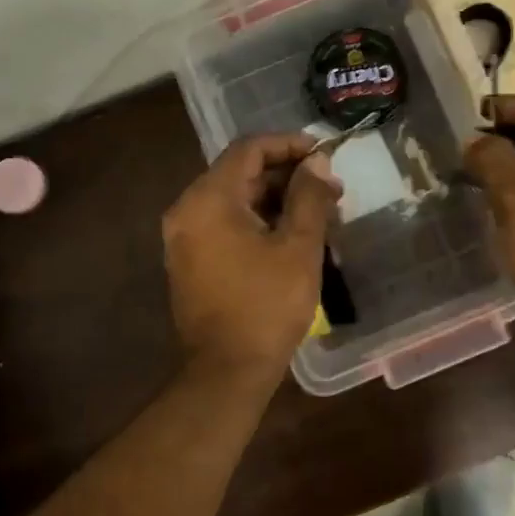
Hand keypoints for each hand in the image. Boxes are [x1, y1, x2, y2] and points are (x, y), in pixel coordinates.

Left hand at [162, 134, 342, 388]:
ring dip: (275, 200)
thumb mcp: (298, 247)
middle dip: (287, 176)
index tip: (324, 153)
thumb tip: (318, 162)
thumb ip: (309, 196)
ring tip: (319, 213)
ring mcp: (184, 238)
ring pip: (234, 200)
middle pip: (240, 173)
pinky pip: (225, 225)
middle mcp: (187, 210)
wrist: (227, 371)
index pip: (249, 149)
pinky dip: (257, 221)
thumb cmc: (266, 306)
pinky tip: (292, 235)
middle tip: (330, 188)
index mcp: (209, 199)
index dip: (289, 144)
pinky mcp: (190, 261)